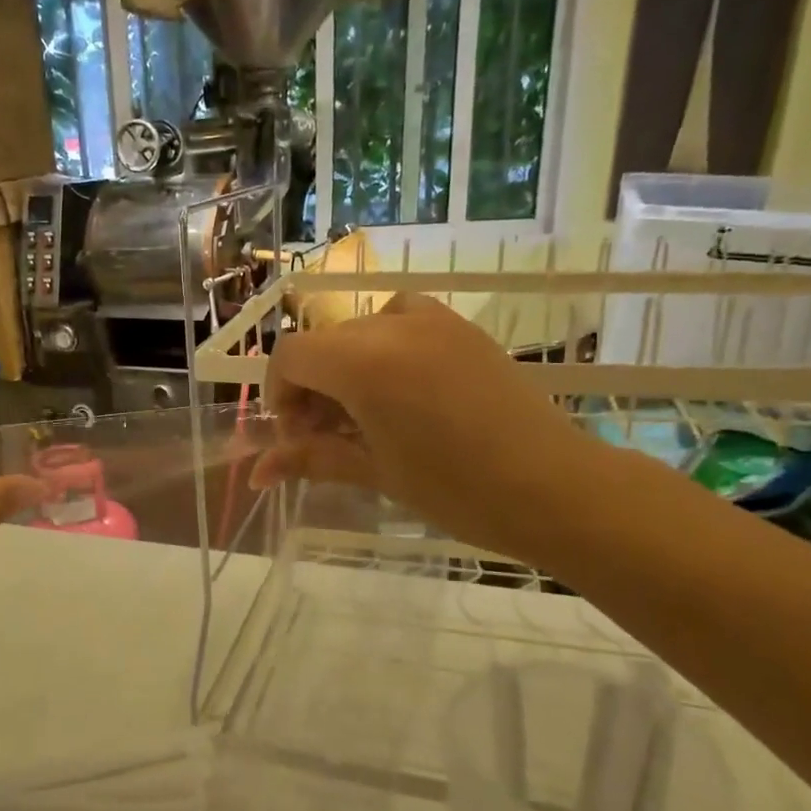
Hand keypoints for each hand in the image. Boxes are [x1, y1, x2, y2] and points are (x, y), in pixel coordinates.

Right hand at [251, 294, 611, 564]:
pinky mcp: (461, 327)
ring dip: (346, 367)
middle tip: (327, 437)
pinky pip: (402, 321)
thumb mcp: (375, 472)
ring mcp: (433, 320)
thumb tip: (256, 474)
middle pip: (323, 343)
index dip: (280, 394)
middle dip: (311, 387)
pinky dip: (384, 348)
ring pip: (360, 331)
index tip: (297, 437)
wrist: (553, 487)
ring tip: (365, 415)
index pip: (291, 356)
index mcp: (363, 362)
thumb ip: (311, 459)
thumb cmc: (455, 489)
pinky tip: (402, 389)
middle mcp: (392, 326)